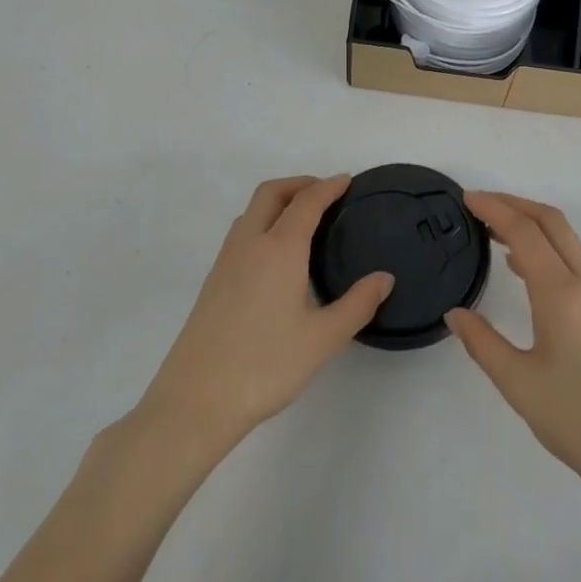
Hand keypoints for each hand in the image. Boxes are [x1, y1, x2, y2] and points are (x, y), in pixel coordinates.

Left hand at [137, 176, 392, 455]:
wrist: (195, 400)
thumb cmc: (265, 365)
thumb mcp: (322, 339)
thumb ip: (357, 304)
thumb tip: (384, 278)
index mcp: (279, 249)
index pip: (306, 202)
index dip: (329, 186)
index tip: (347, 181)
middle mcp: (249, 245)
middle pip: (271, 193)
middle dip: (299, 184)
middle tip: (326, 193)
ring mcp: (226, 262)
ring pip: (251, 211)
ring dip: (278, 201)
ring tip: (304, 219)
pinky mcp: (213, 281)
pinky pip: (241, 233)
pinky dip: (263, 222)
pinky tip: (277, 254)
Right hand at [448, 193, 580, 510]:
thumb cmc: (580, 422)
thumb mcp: (520, 385)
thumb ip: (483, 343)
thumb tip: (455, 314)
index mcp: (562, 294)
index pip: (525, 231)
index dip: (494, 209)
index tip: (466, 199)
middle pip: (551, 222)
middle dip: (515, 204)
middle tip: (479, 205)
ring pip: (567, 240)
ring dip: (532, 224)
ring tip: (494, 232)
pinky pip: (576, 262)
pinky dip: (548, 249)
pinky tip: (526, 269)